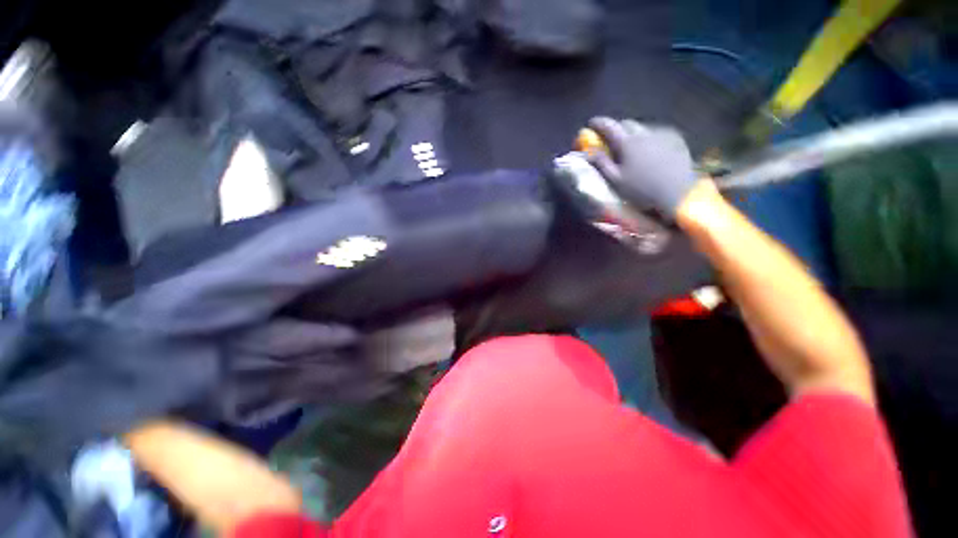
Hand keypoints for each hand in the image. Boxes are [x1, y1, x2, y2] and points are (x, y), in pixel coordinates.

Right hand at [587, 117, 697, 216]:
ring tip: (633, 146)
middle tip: (612, 139)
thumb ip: (602, 164)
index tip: (591, 123)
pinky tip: (650, 148)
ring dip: (634, 133)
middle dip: (617, 128)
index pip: (609, 126)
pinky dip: (649, 137)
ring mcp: (662, 134)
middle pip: (627, 123)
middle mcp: (645, 133)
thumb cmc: (641, 190)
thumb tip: (589, 152)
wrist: (677, 194)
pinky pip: (658, 132)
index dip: (599, 123)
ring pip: (643, 127)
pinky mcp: (676, 139)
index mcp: (628, 143)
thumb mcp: (616, 181)